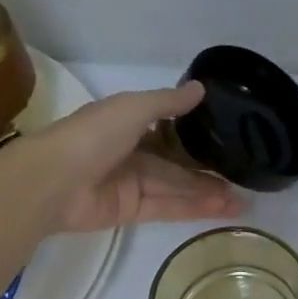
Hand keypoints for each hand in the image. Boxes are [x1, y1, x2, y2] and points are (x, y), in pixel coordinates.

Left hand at [26, 81, 241, 232]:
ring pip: (178, 187)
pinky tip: (222, 209)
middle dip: (209, 170)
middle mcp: (133, 152)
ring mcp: (133, 183)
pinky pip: (169, 207)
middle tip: (244, 176)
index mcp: (129, 123)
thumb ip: (168, 101)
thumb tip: (201, 88)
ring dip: (209, 193)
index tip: (229, 136)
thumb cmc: (93, 135)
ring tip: (242, 201)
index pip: (170, 128)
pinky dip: (195, 208)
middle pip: (178, 162)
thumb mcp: (133, 107)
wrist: (53, 181)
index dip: (197, 133)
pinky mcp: (132, 210)